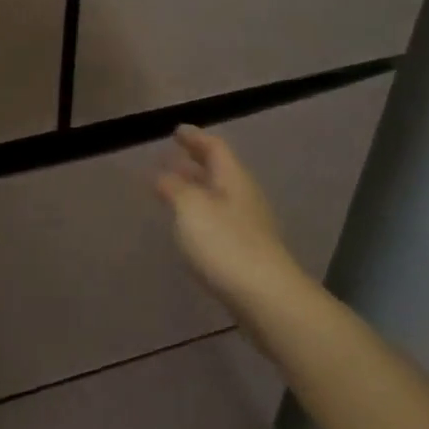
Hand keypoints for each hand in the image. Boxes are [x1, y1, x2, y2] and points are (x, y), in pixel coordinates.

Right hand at [157, 126, 305, 313]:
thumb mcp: (190, 208)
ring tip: (172, 189)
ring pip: (218, 196)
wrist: (266, 298)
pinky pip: (219, 219)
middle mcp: (243, 196)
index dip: (194, 137)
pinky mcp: (246, 251)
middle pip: (218, 171)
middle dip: (194, 162)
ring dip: (195, 188)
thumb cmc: (225, 243)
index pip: (214, 147)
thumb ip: (174, 187)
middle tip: (170, 157)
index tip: (176, 131)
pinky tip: (188, 225)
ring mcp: (248, 225)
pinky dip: (200, 213)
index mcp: (233, 178)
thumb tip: (163, 175)